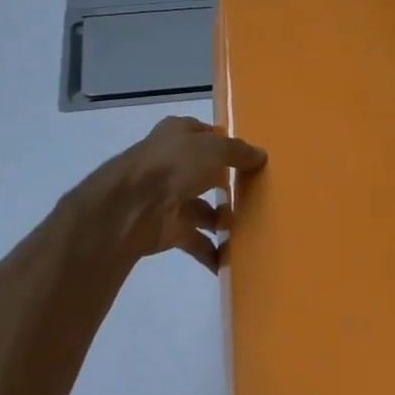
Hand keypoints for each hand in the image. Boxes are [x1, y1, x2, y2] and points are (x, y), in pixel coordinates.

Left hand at [78, 116, 266, 271]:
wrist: (132, 207)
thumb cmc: (174, 165)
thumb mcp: (214, 149)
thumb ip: (239, 152)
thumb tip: (261, 155)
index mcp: (177, 134)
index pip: (204, 134)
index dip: (224, 143)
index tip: (249, 158)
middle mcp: (172, 163)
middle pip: (204, 172)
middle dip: (226, 184)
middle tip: (256, 195)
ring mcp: (168, 197)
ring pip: (201, 208)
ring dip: (221, 220)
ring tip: (251, 230)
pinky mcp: (167, 229)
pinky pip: (195, 240)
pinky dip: (211, 251)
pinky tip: (231, 260)